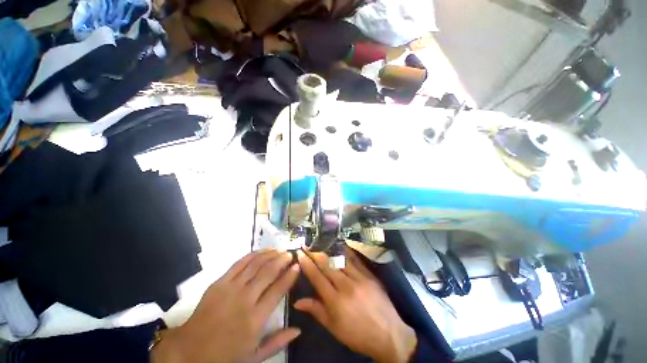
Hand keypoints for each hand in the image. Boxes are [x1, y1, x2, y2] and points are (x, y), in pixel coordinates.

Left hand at [151, 249, 299, 362]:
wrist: (188, 351)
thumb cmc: (223, 356)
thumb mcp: (253, 357)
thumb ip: (277, 342)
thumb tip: (298, 329)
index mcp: (255, 320)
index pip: (278, 289)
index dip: (290, 275)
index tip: (297, 266)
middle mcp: (245, 300)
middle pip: (268, 272)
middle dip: (282, 260)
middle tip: (290, 254)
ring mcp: (230, 289)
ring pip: (256, 264)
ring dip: (270, 254)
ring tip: (279, 250)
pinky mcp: (219, 282)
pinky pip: (240, 263)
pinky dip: (253, 254)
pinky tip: (262, 251)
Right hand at [294, 248, 416, 362]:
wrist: (389, 335)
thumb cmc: (357, 334)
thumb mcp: (334, 328)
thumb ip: (316, 311)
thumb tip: (297, 302)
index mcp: (335, 301)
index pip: (317, 277)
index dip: (307, 264)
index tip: (300, 253)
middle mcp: (346, 286)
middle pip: (327, 265)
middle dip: (315, 253)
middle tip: (307, 244)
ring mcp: (359, 278)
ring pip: (340, 259)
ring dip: (328, 250)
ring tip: (320, 241)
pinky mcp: (369, 275)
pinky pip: (355, 260)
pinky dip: (346, 251)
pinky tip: (340, 244)